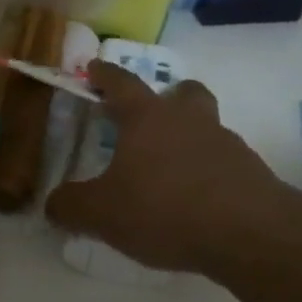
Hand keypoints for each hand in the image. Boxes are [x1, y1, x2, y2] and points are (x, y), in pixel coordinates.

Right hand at [46, 62, 286, 274]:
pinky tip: (195, 201)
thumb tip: (52, 204)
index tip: (94, 68)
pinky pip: (222, 162)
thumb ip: (71, 206)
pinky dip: (206, 172)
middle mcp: (188, 120)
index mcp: (147, 118)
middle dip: (167, 97)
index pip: (121, 84)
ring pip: (206, 126)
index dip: (104, 75)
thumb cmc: (164, 209)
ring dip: (189, 137)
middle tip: (152, 115)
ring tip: (169, 170)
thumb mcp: (102, 214)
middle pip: (182, 93)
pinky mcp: (249, 172)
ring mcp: (225, 143)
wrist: (248, 232)